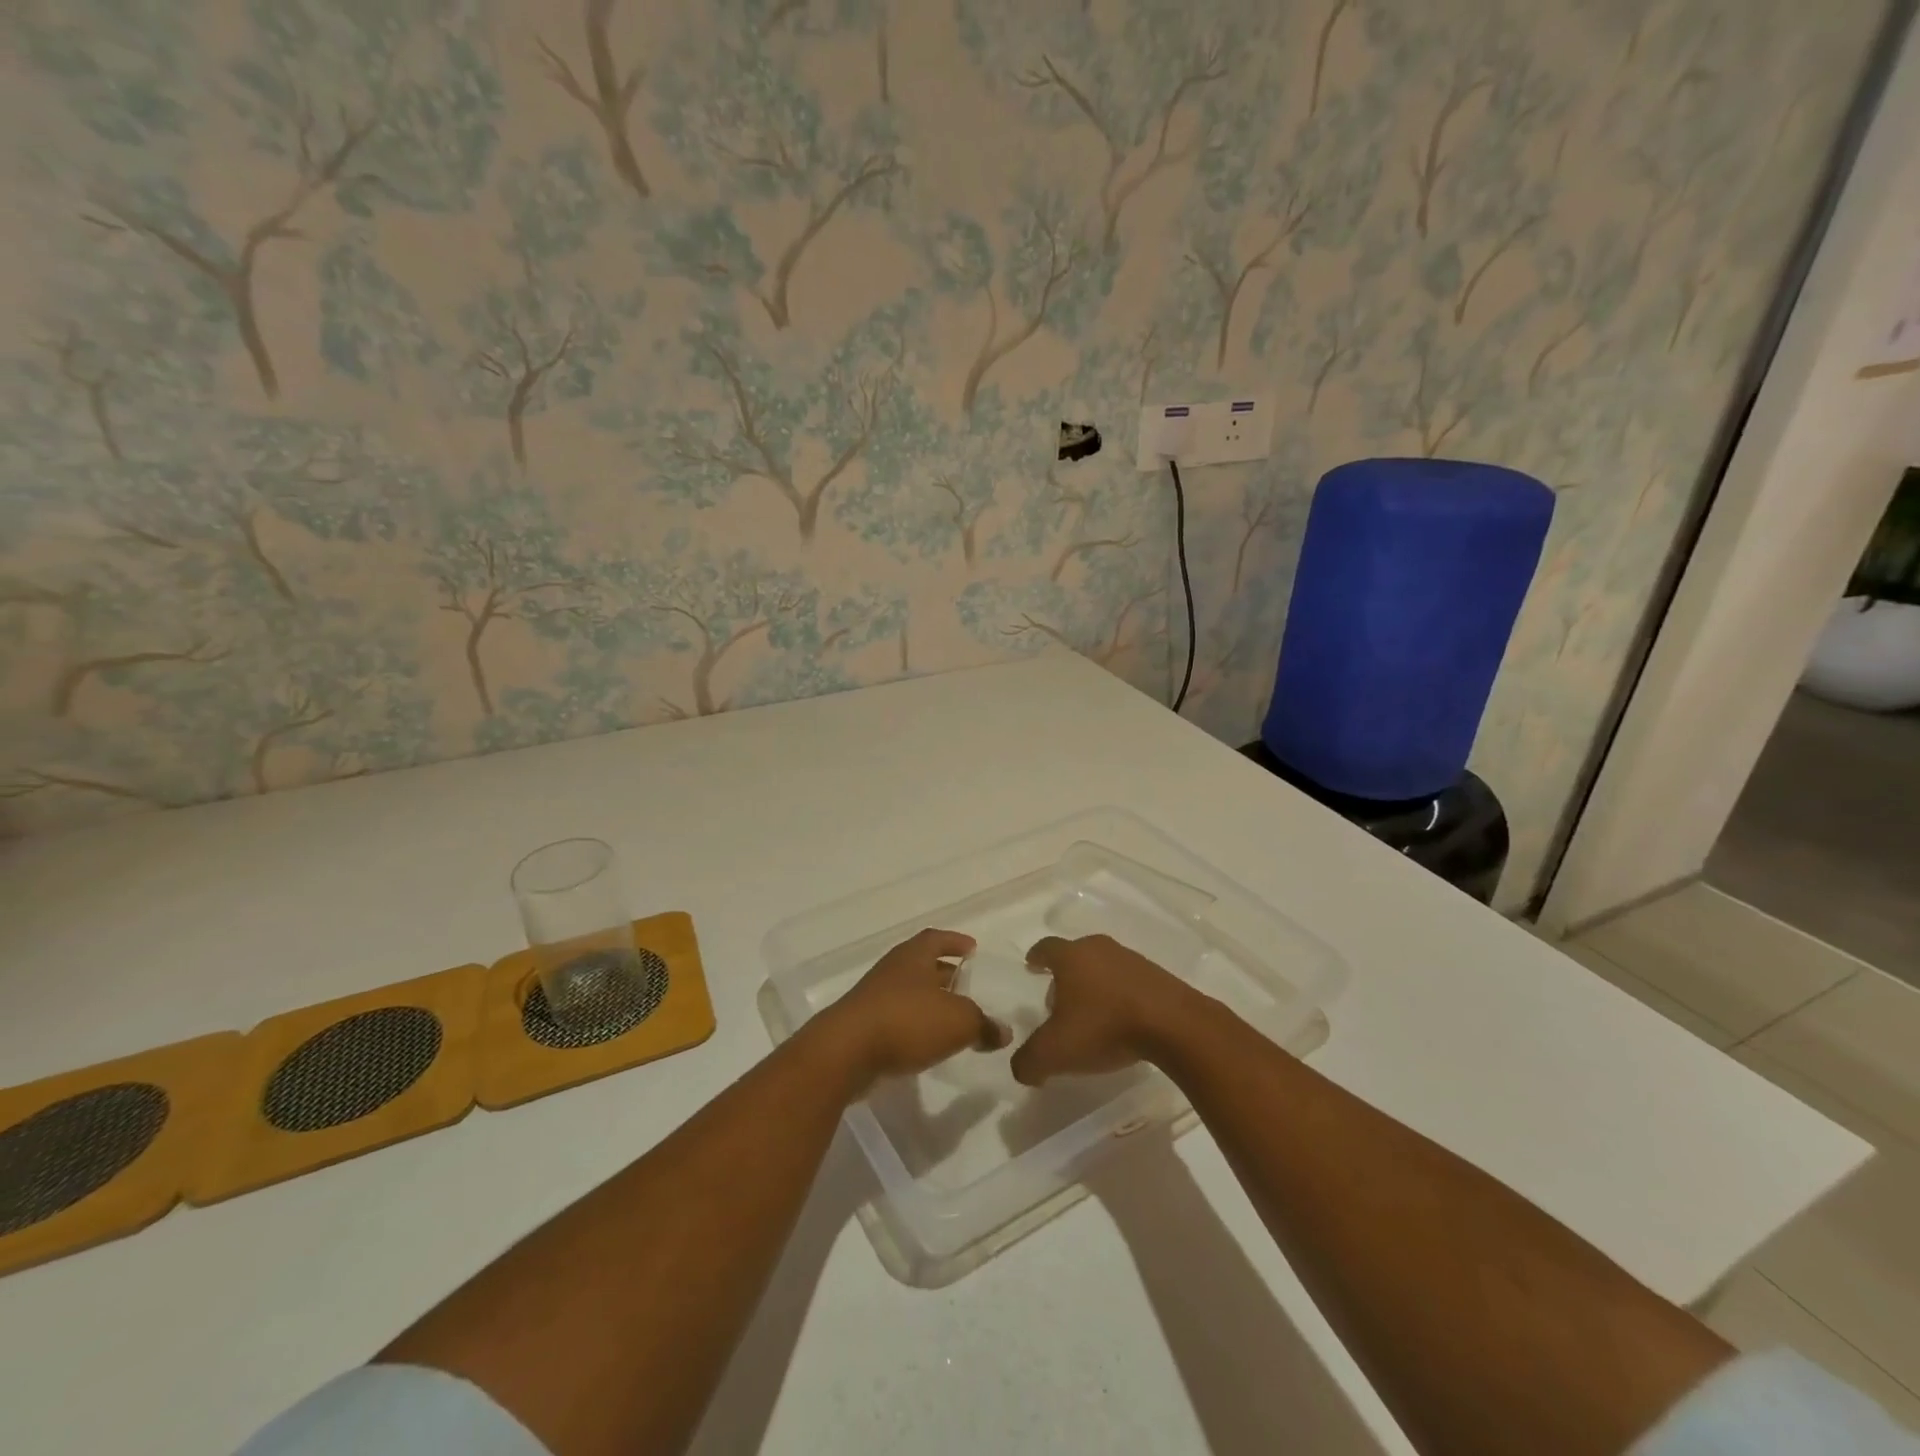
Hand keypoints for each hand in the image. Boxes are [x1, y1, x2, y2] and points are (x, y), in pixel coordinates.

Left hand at [815, 929, 1007, 1090]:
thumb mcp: (959, 1021)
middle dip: (945, 974)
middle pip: (923, 965)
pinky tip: (930, 1042)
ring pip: (910, 992)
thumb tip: (1003, 1032)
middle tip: (968, 986)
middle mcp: (893, 969)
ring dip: (931, 1002)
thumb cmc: (907, 1021)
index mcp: (914, 955)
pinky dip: (916, 1025)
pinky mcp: (864, 1025)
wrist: (846, 1051)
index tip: (973, 948)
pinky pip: (898, 1018)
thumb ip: (983, 1024)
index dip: (955, 942)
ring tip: (954, 1017)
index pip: (937, 938)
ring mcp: (875, 997)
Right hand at [1010, 935, 1192, 1086]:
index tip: (1031, 965)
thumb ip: (1029, 1061)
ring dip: (1094, 985)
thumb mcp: (1055, 1052)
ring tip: (1091, 1015)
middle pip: (1076, 955)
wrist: (1173, 1025)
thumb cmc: (1104, 1027)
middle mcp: (1099, 949)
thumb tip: (1022, 1069)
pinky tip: (1121, 1021)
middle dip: (1064, 975)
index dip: (1036, 957)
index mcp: (1071, 956)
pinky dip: (1119, 995)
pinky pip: (1128, 981)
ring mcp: (1131, 959)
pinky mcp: (1157, 976)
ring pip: (1103, 967)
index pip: (1046, 947)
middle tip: (1058, 1000)